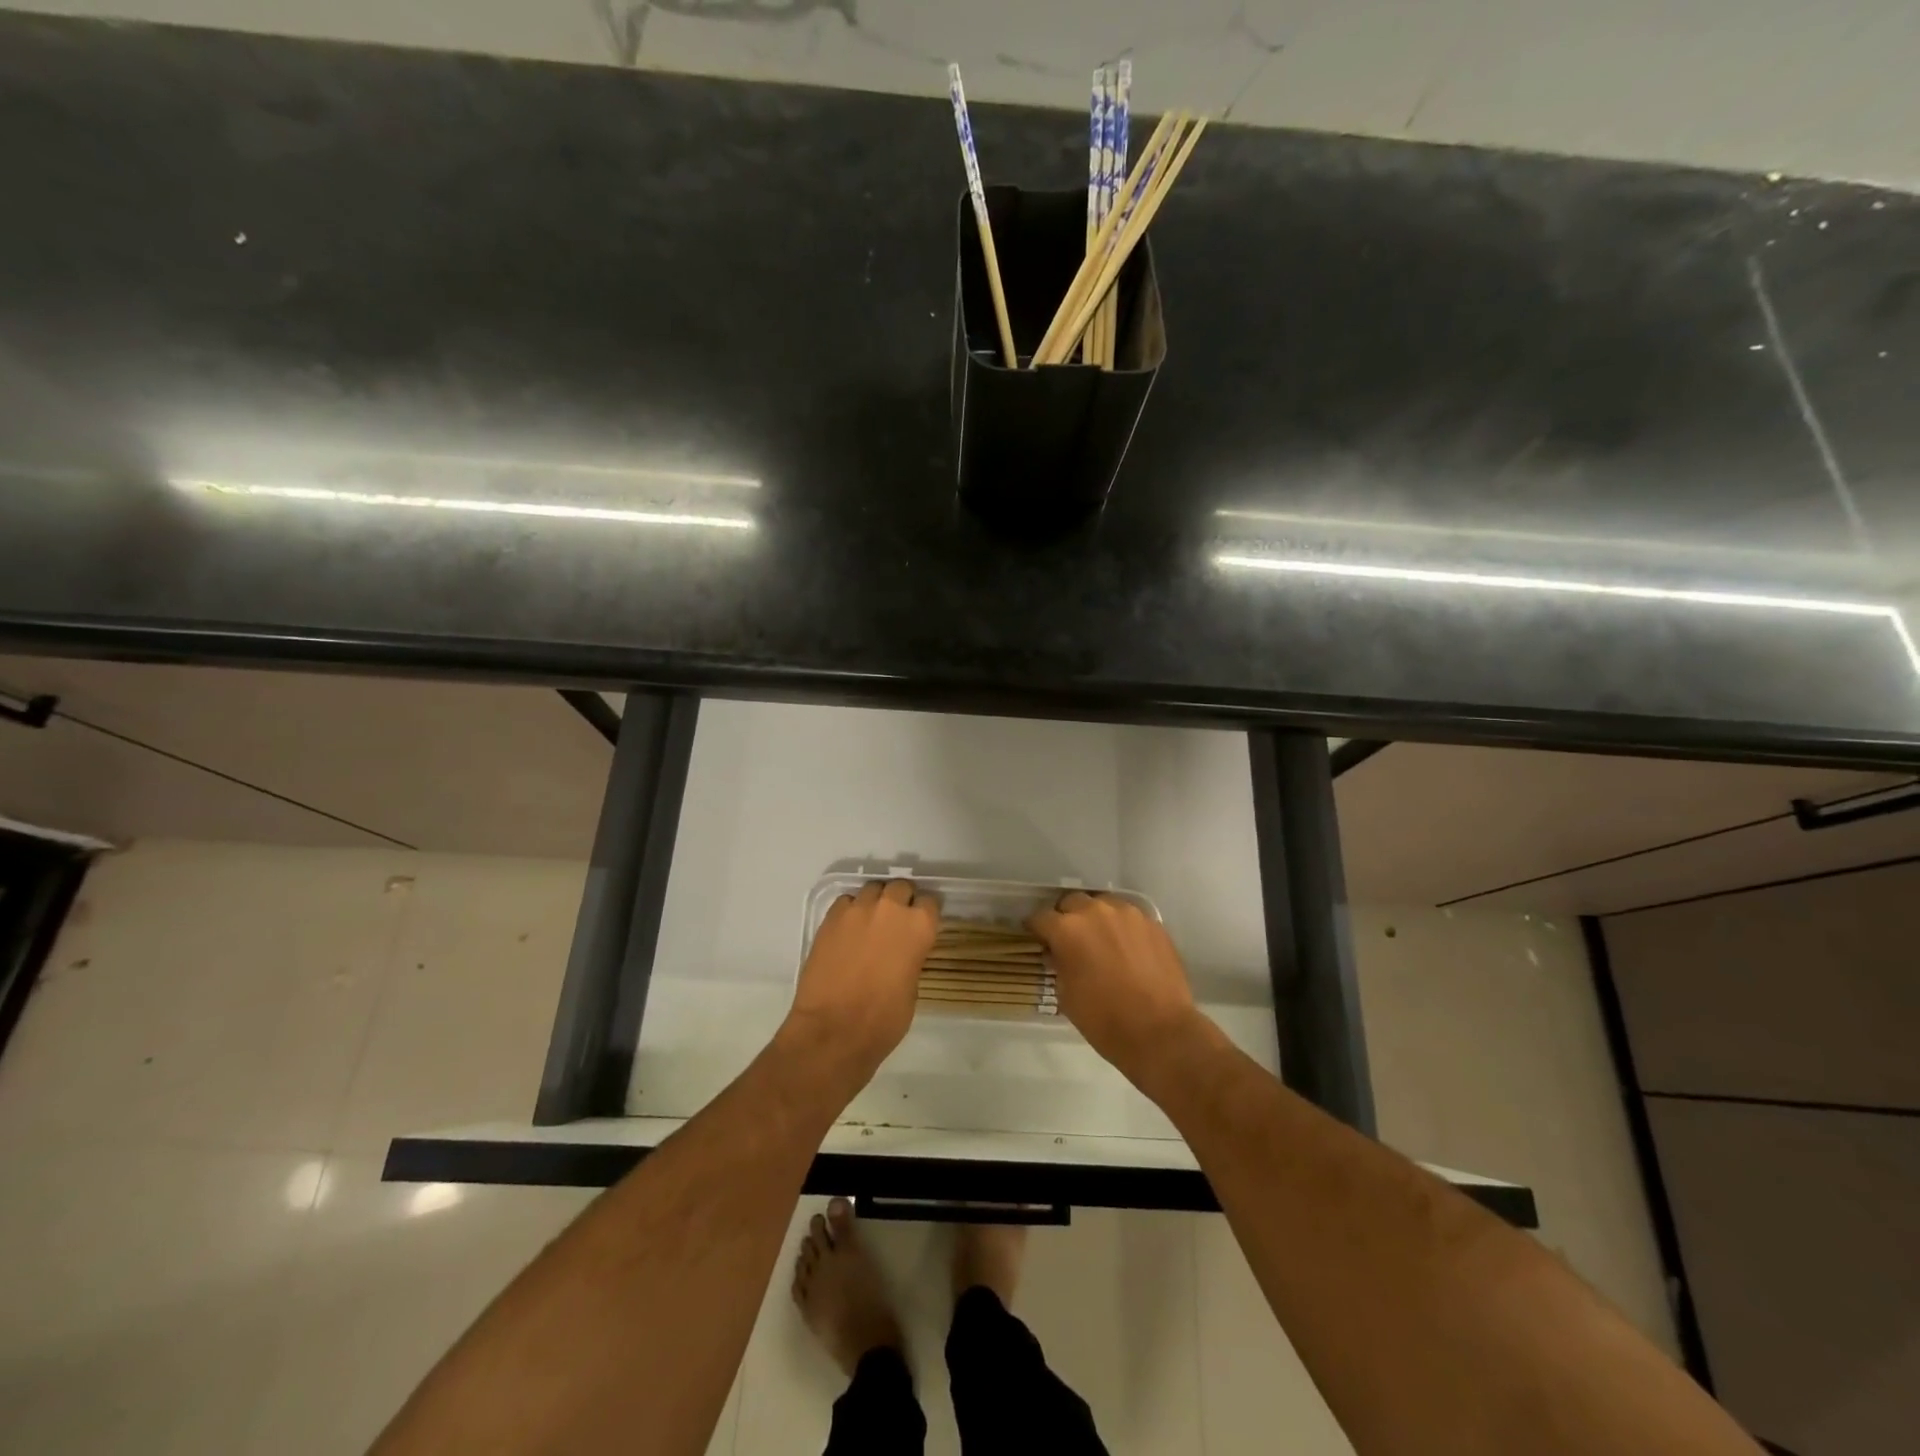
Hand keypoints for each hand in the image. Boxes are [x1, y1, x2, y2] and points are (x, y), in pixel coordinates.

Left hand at [785, 880, 937, 1085]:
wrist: (833, 1030)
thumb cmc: (883, 1020)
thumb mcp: (912, 987)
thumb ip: (911, 957)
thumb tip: (902, 951)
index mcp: (919, 926)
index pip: (930, 902)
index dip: (925, 913)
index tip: (921, 925)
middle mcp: (890, 908)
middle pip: (900, 887)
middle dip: (901, 901)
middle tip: (895, 923)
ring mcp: (857, 910)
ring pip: (872, 889)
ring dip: (875, 902)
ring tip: (870, 923)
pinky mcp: (830, 918)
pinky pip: (846, 902)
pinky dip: (850, 911)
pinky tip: (848, 932)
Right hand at [1029, 892, 1207, 1088]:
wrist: (1161, 1032)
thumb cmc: (1105, 1020)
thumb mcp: (1066, 996)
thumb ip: (1059, 965)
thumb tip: (1058, 954)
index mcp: (1067, 929)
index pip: (1041, 917)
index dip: (1036, 929)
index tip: (1038, 940)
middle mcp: (1096, 912)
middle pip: (1071, 902)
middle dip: (1066, 918)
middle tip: (1070, 940)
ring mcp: (1128, 914)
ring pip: (1103, 905)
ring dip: (1096, 918)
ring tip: (1101, 941)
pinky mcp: (1153, 923)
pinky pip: (1129, 917)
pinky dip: (1122, 928)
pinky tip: (1126, 949)